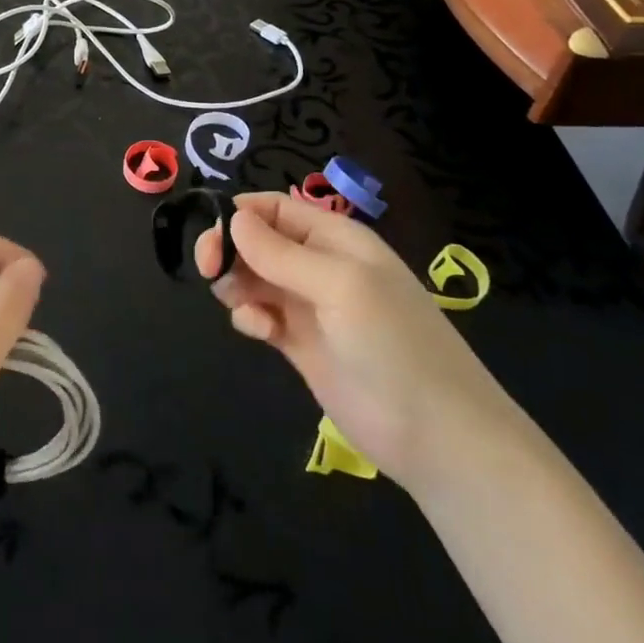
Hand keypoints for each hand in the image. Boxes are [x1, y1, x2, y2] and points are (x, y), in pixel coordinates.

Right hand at [196, 193, 518, 494]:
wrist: (434, 434)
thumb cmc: (392, 344)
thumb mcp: (339, 285)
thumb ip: (281, 253)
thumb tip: (233, 218)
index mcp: (336, 239)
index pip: (276, 208)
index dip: (241, 214)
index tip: (213, 235)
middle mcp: (320, 266)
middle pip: (258, 241)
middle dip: (230, 249)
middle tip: (208, 270)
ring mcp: (310, 306)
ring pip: (254, 277)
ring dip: (236, 284)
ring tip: (241, 306)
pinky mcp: (300, 344)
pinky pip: (260, 314)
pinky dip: (250, 317)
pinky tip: (258, 331)